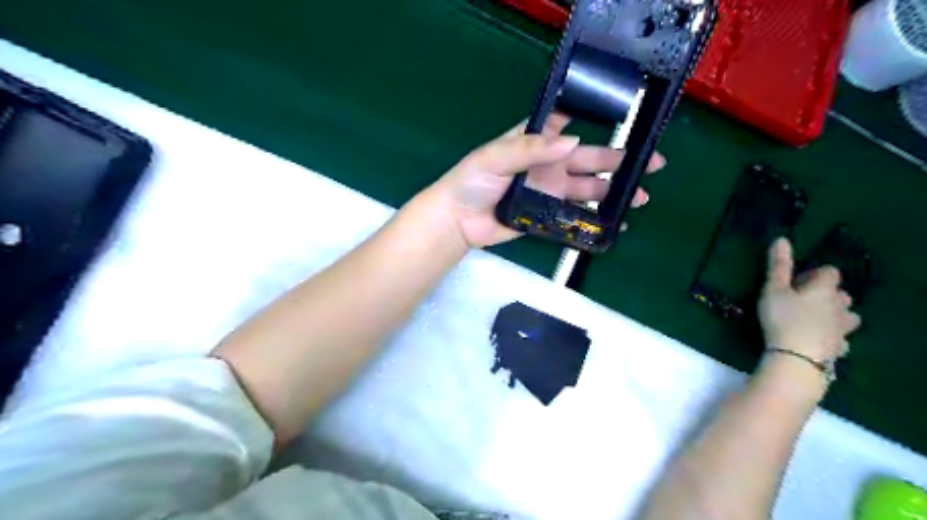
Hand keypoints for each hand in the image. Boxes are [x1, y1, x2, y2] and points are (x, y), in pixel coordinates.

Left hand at [431, 114, 662, 248]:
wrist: (458, 220)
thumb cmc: (472, 180)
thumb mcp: (496, 156)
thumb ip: (531, 148)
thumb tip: (573, 141)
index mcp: (535, 144)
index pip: (568, 127)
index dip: (594, 122)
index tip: (627, 121)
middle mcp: (548, 166)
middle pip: (589, 160)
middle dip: (619, 161)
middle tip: (651, 164)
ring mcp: (549, 192)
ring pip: (588, 190)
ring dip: (613, 192)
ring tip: (640, 196)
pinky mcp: (546, 216)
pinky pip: (574, 217)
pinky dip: (594, 219)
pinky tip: (614, 222)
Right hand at [756, 237, 856, 363]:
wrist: (796, 357)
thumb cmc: (783, 318)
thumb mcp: (773, 289)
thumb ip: (778, 266)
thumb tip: (781, 239)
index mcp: (824, 289)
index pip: (829, 272)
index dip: (813, 274)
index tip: (794, 282)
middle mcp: (840, 306)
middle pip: (840, 294)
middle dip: (825, 294)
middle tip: (800, 301)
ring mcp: (843, 328)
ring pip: (846, 316)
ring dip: (834, 315)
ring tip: (812, 320)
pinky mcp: (840, 348)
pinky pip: (841, 338)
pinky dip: (833, 336)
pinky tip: (818, 340)